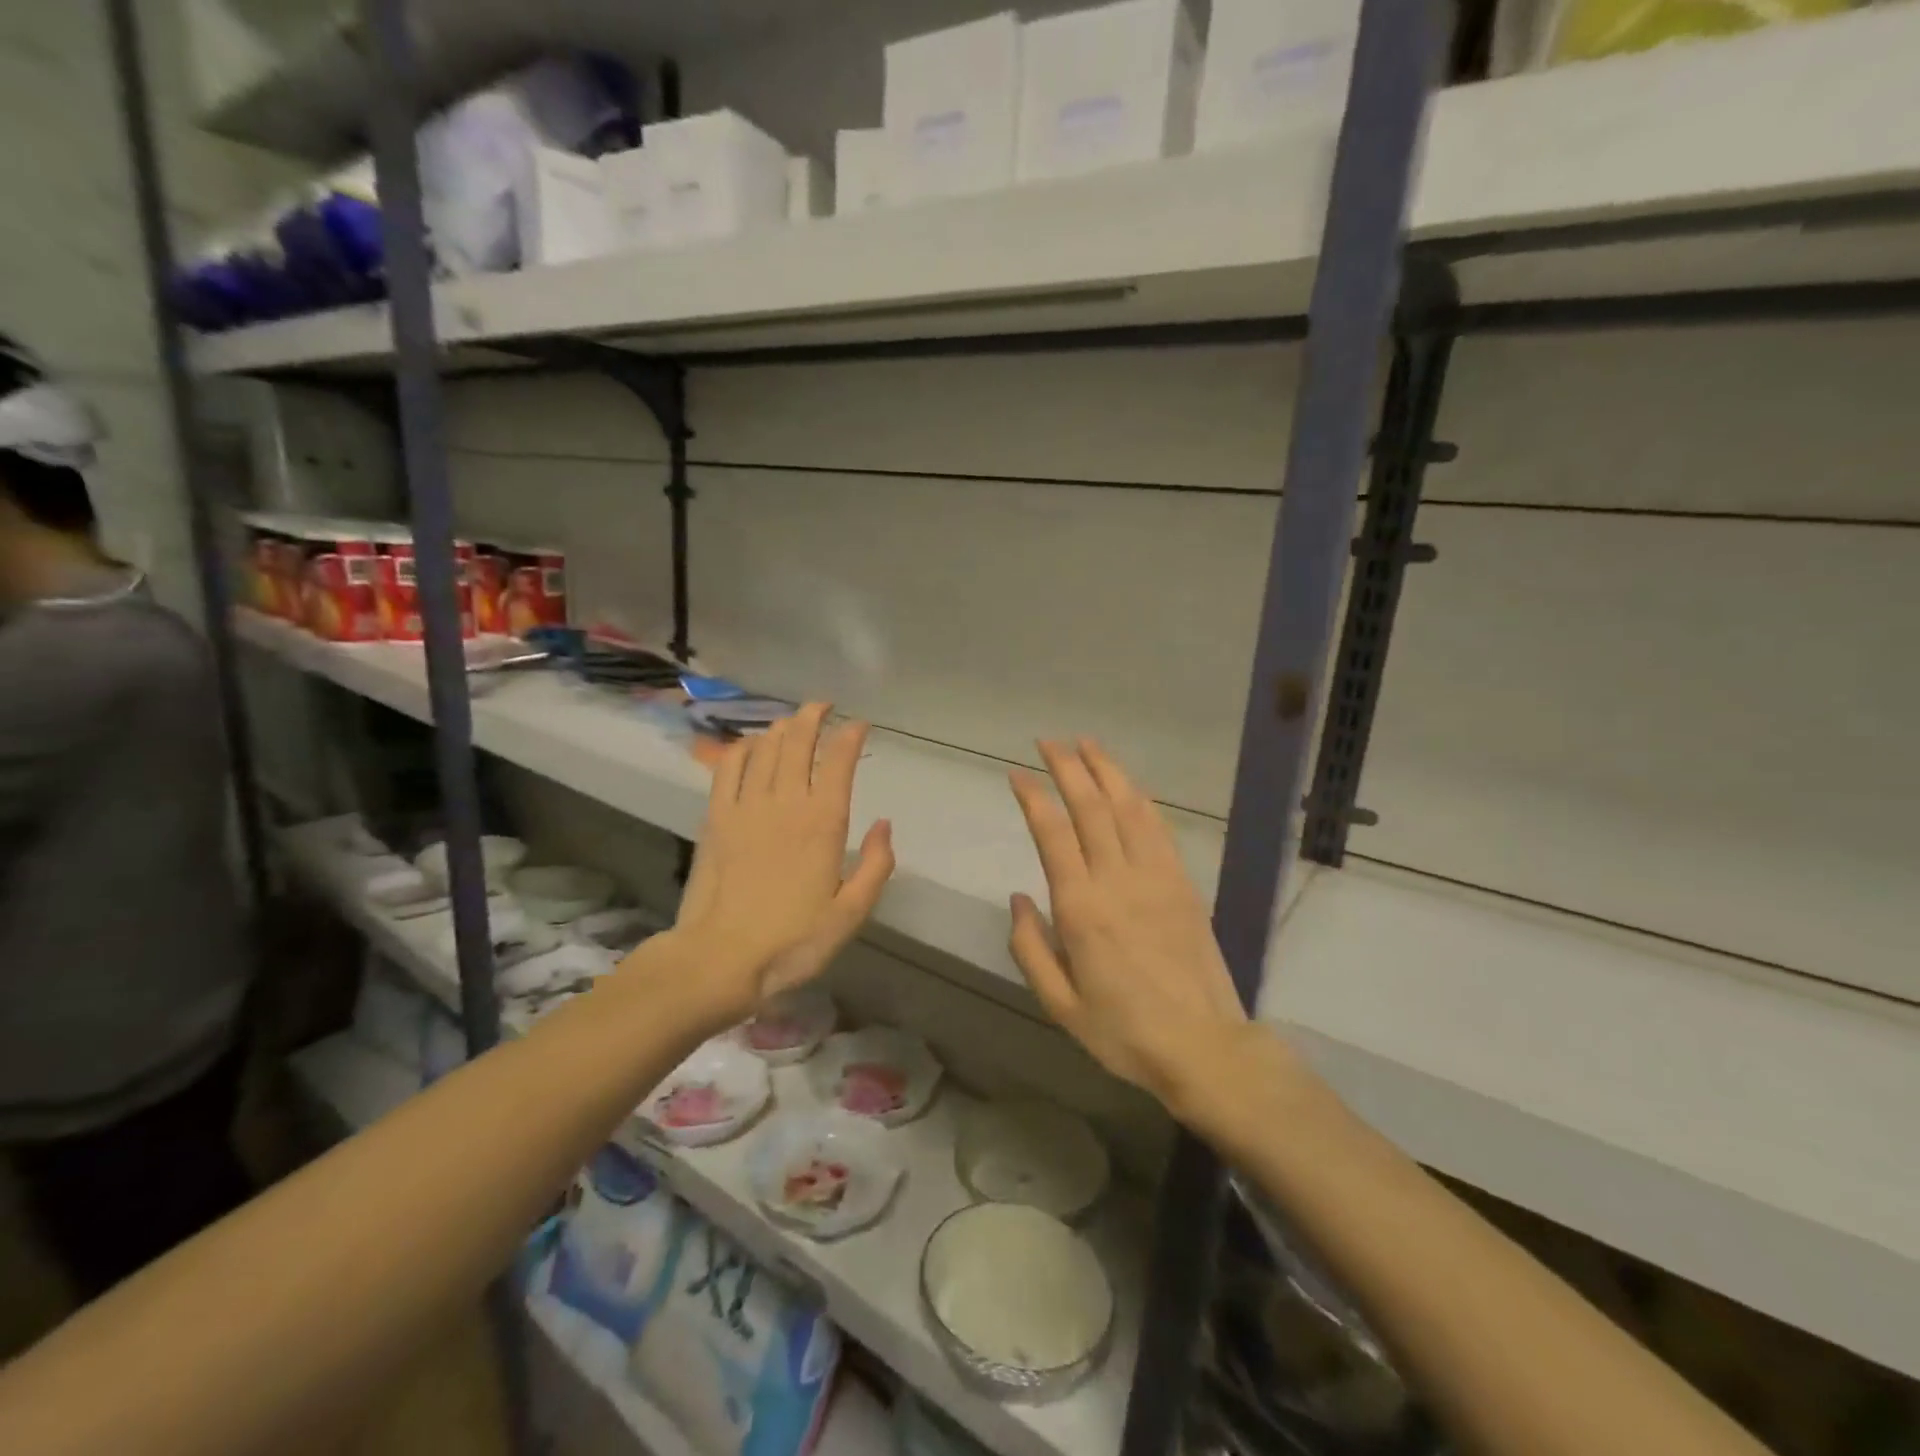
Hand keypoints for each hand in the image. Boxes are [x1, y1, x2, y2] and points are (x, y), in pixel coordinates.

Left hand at [671, 703, 893, 1017]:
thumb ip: (876, 865)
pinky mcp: (715, 817)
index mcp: (823, 823)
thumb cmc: (793, 942)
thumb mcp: (851, 914)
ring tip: (793, 722)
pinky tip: (751, 745)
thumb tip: (884, 824)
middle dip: (814, 716)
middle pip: (798, 742)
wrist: (720, 959)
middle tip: (824, 706)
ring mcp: (745, 806)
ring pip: (765, 747)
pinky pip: (728, 767)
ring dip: (781, 727)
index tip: (859, 725)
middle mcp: (785, 802)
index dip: (850, 736)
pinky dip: (743, 748)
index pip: (839, 761)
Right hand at [1008, 739, 1249, 1110]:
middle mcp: (1117, 880)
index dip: (1033, 798)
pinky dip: (1139, 799)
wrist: (1203, 1046)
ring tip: (1086, 744)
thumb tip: (1018, 897)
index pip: (1053, 834)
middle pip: (1091, 807)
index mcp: (1081, 909)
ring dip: (1106, 770)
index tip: (1017, 774)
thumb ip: (1030, 947)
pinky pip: (1158, 828)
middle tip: (1048, 741)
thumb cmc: (1123, 1032)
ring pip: (1128, 807)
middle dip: (1067, 767)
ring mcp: (1156, 877)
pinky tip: (1127, 786)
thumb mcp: (1060, 1004)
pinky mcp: (1182, 883)